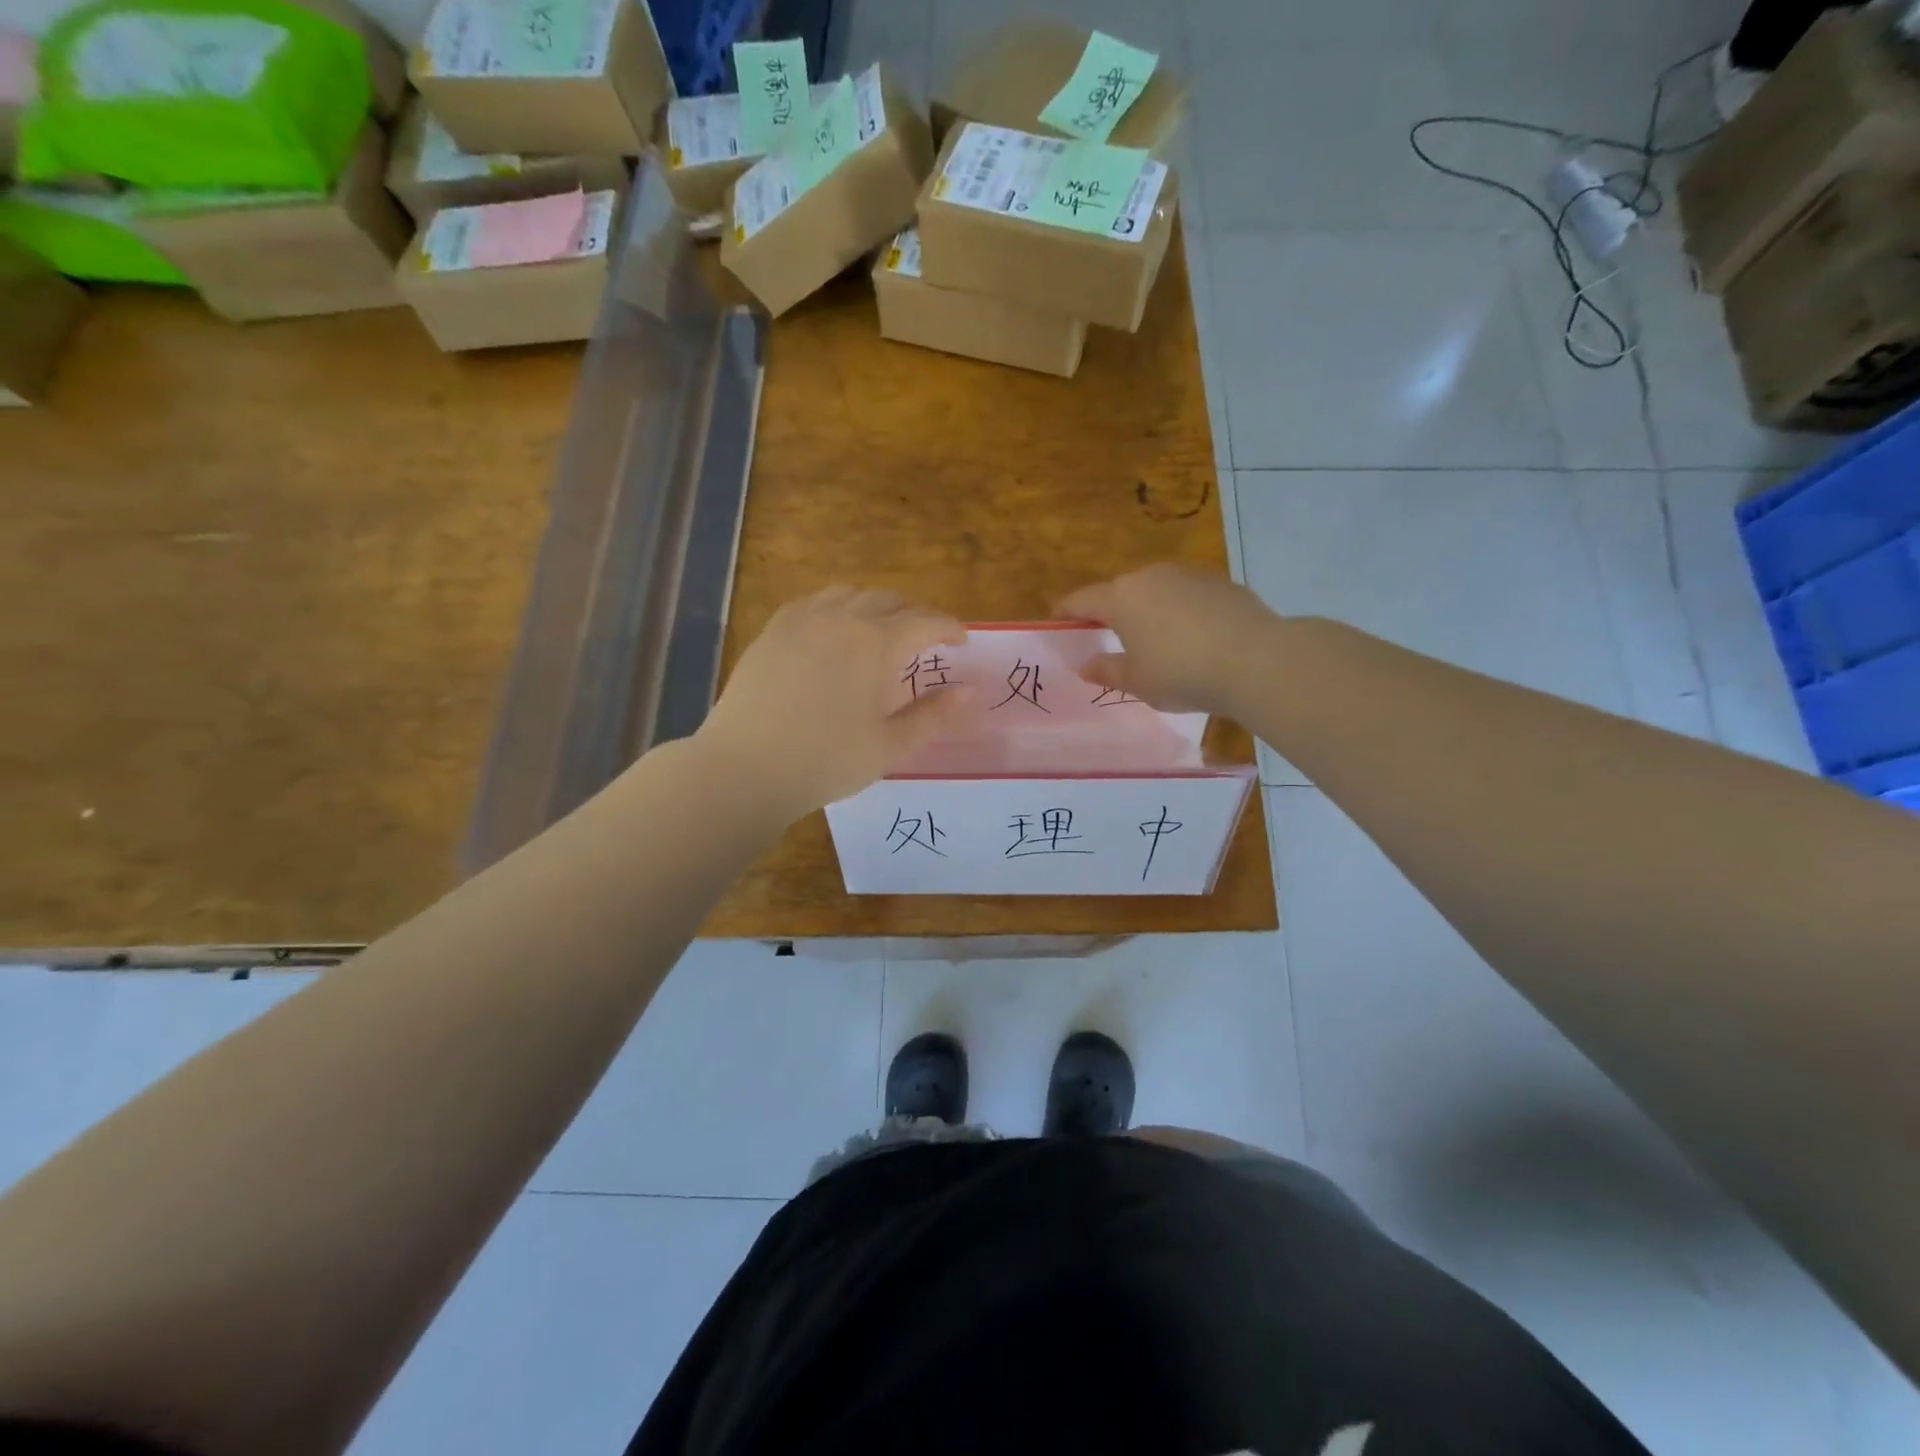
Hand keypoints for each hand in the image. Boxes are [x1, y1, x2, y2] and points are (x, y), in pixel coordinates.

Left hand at [698, 587, 968, 817]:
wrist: (746, 767)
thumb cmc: (826, 760)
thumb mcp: (890, 746)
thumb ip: (933, 715)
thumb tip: (970, 691)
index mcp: (877, 643)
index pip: (925, 621)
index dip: (949, 627)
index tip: (962, 641)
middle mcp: (842, 618)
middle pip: (888, 600)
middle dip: (914, 614)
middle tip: (925, 639)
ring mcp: (802, 620)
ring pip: (849, 594)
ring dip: (875, 606)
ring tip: (881, 630)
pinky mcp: (773, 631)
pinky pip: (813, 603)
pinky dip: (836, 608)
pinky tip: (833, 630)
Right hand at [1056, 563, 1280, 716]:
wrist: (1256, 660)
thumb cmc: (1182, 673)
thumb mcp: (1138, 682)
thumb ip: (1107, 671)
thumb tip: (1085, 665)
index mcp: (1122, 599)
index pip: (1082, 600)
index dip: (1066, 611)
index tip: (1057, 621)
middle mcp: (1151, 576)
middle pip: (1121, 592)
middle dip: (1112, 612)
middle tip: (1110, 638)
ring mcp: (1189, 575)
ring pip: (1157, 590)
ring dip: (1150, 610)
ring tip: (1157, 640)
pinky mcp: (1220, 582)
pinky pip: (1188, 595)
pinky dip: (1182, 611)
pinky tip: (1195, 638)